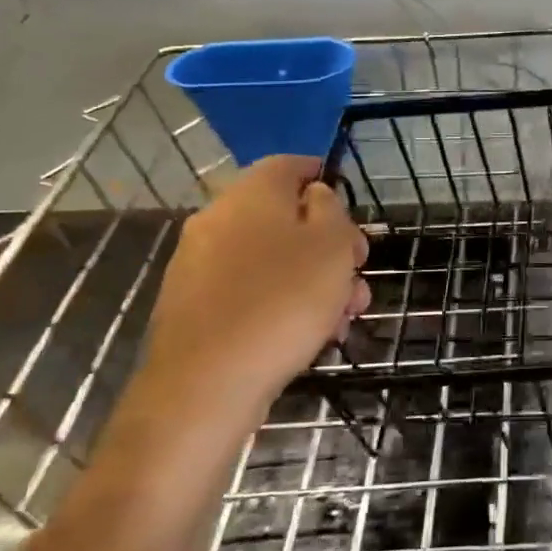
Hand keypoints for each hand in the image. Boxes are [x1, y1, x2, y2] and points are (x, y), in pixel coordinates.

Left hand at [139, 155, 369, 430]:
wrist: (205, 385)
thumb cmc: (283, 301)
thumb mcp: (331, 245)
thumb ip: (331, 210)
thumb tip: (315, 198)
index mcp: (251, 194)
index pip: (290, 165)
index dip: (325, 179)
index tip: (352, 210)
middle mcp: (217, 219)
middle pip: (284, 218)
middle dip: (330, 245)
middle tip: (358, 276)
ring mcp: (199, 265)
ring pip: (271, 259)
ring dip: (312, 280)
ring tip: (344, 318)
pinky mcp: (192, 306)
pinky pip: (248, 290)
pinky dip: (280, 302)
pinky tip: (308, 336)